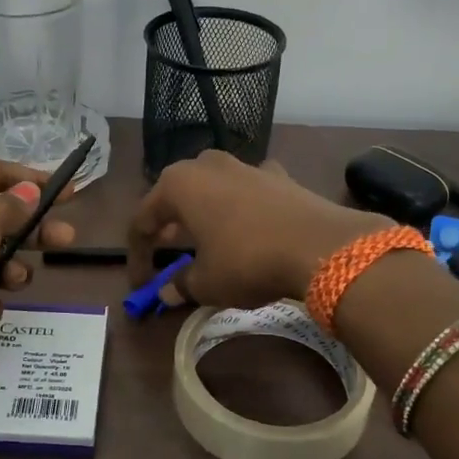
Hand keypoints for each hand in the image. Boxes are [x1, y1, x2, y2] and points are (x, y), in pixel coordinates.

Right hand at [128, 150, 386, 310]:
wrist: (321, 246)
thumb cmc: (246, 261)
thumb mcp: (206, 283)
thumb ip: (180, 285)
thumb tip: (166, 293)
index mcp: (178, 185)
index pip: (143, 220)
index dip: (138, 255)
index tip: (141, 284)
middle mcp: (207, 165)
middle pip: (176, 195)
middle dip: (168, 226)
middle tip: (167, 253)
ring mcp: (245, 166)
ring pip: (212, 188)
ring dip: (203, 213)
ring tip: (204, 239)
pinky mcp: (278, 175)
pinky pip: (247, 190)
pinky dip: (240, 208)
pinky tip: (248, 225)